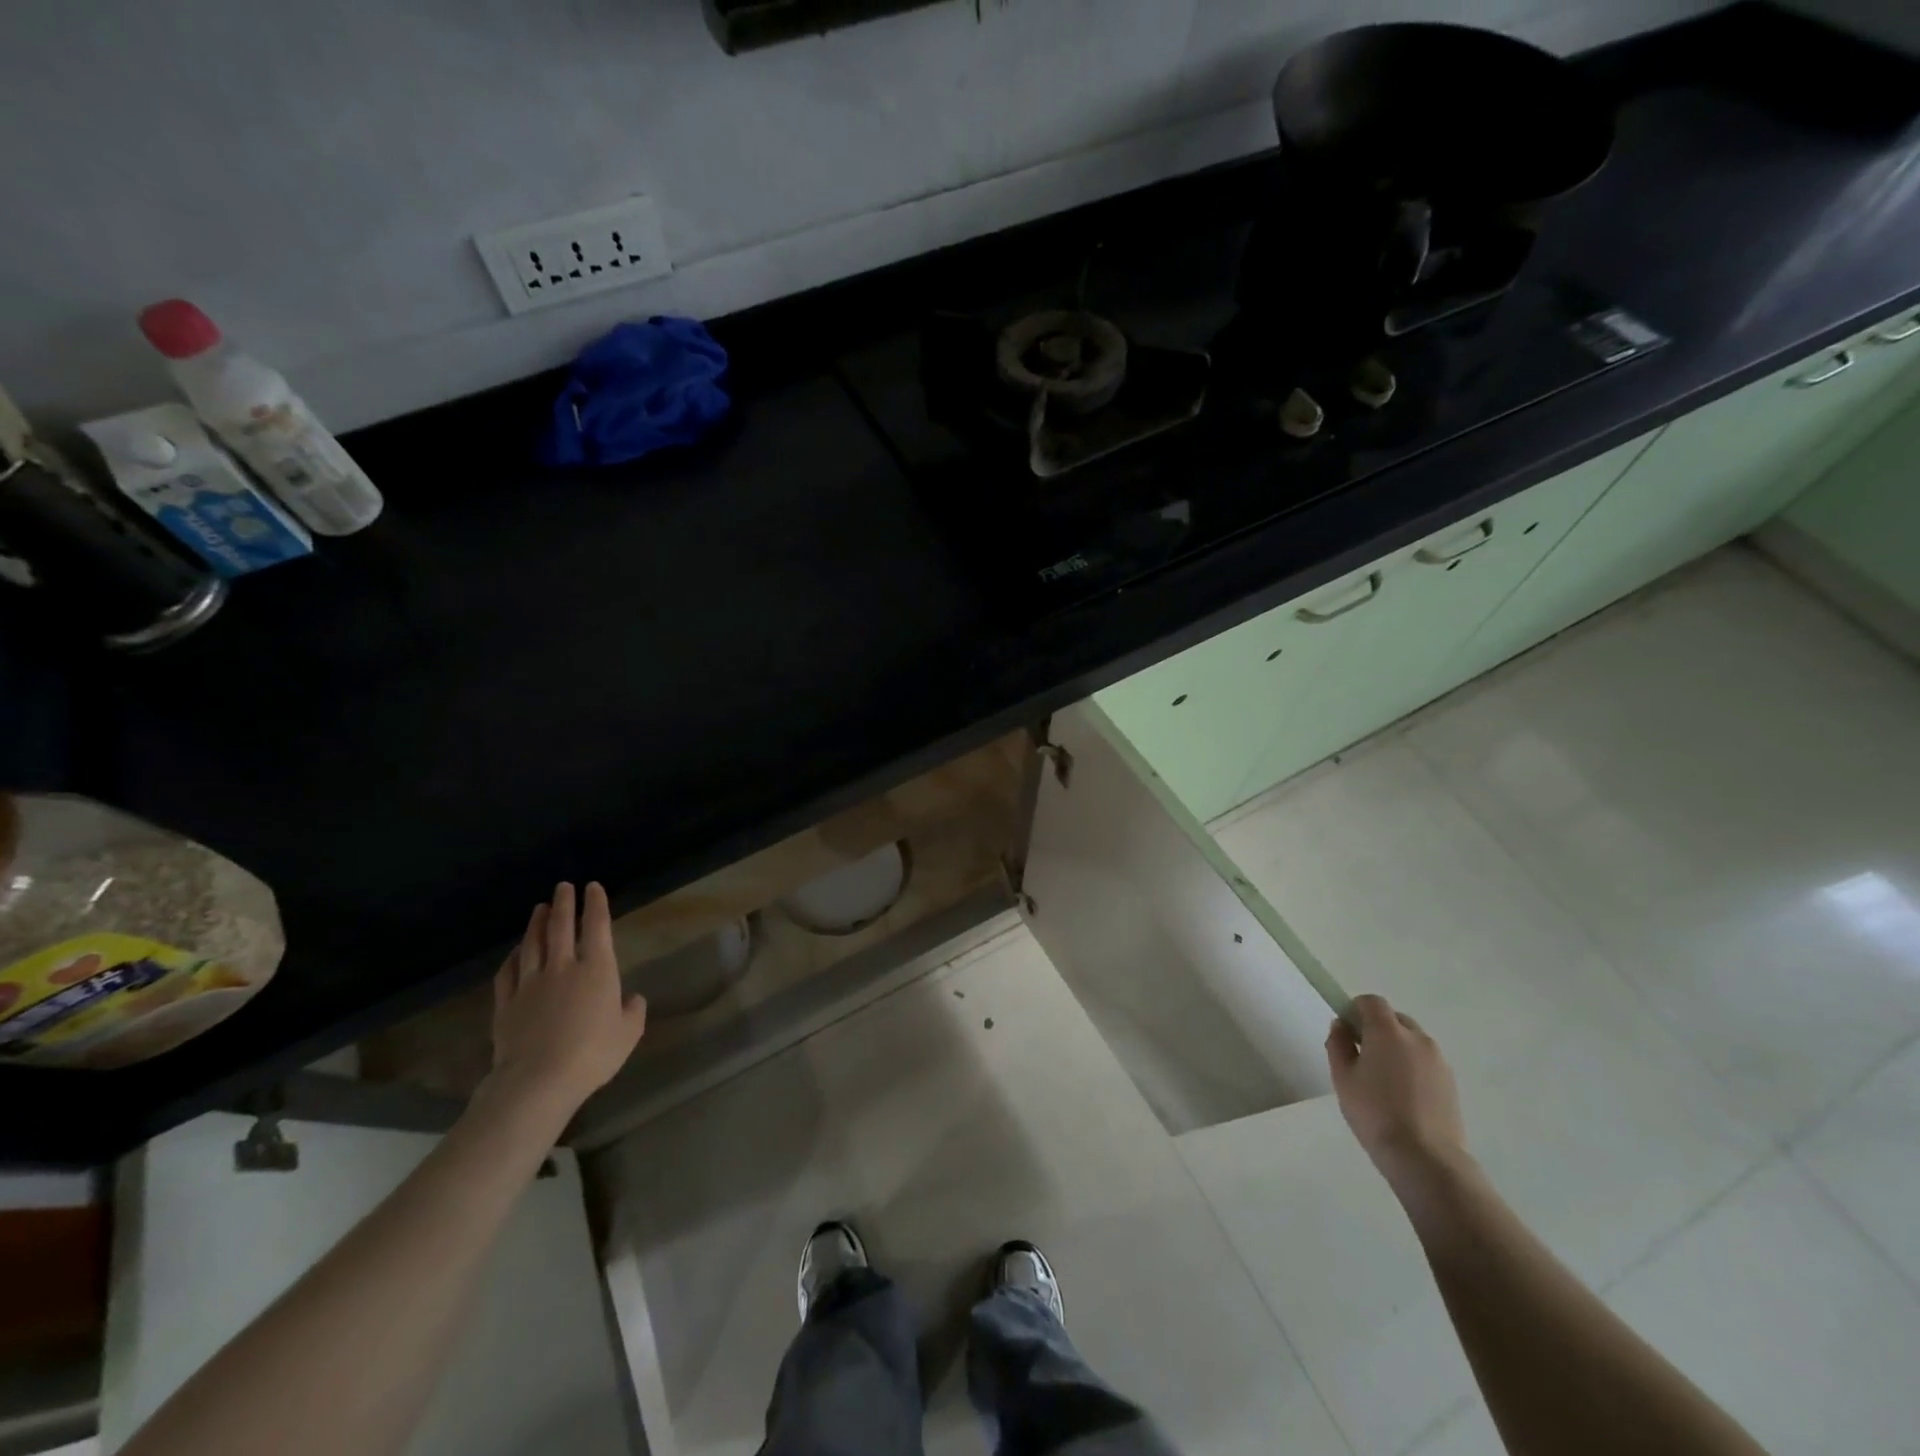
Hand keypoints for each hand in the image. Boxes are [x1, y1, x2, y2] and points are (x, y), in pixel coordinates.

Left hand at [486, 882, 647, 1117]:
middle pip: (561, 928)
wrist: (538, 1080)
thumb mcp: (628, 1033)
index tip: (593, 887)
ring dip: (537, 923)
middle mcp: (563, 968)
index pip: (597, 927)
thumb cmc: (592, 1054)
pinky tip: (515, 951)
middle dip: (564, 904)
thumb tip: (631, 998)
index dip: (596, 905)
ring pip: (533, 945)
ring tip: (540, 908)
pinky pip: (508, 972)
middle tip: (563, 886)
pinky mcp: (507, 1004)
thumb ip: (633, 1011)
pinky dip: (512, 957)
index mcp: (597, 970)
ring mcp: (530, 984)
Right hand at [1326, 994, 1467, 1184]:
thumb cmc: (1375, 1113)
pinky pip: (1425, 1062)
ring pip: (1412, 1041)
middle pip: (1394, 1019)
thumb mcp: (1342, 1077)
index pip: (1371, 1002)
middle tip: (1362, 1056)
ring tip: (1384, 1081)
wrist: (1425, 1158)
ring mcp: (1438, 1061)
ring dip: (1396, 1048)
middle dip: (1377, 1028)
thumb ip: (1338, 1044)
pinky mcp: (1451, 1082)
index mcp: (1387, 1031)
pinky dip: (1412, 1067)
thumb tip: (1342, 1027)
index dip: (1355, 1009)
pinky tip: (1403, 1096)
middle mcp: (1417, 1038)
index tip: (1346, 1031)